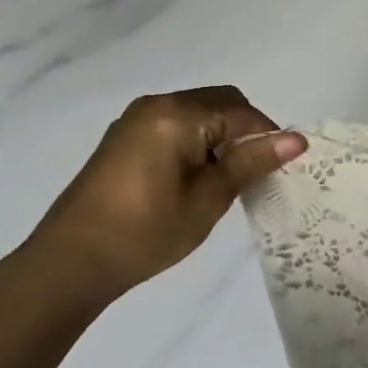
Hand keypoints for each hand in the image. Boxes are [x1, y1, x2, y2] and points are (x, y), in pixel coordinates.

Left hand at [0, 87, 305, 317]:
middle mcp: (157, 104)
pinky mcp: (126, 136)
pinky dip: (199, 141)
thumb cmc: (145, 233)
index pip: (243, 113)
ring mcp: (137, 119)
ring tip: (225, 181)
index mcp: (178, 115)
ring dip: (223, 137)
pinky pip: (179, 124)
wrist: (69, 264)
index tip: (279, 172)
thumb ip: (251, 163)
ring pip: (202, 112)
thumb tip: (298, 139)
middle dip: (246, 132)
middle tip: (252, 175)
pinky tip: (196, 179)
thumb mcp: (208, 199)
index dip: (269, 138)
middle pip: (223, 102)